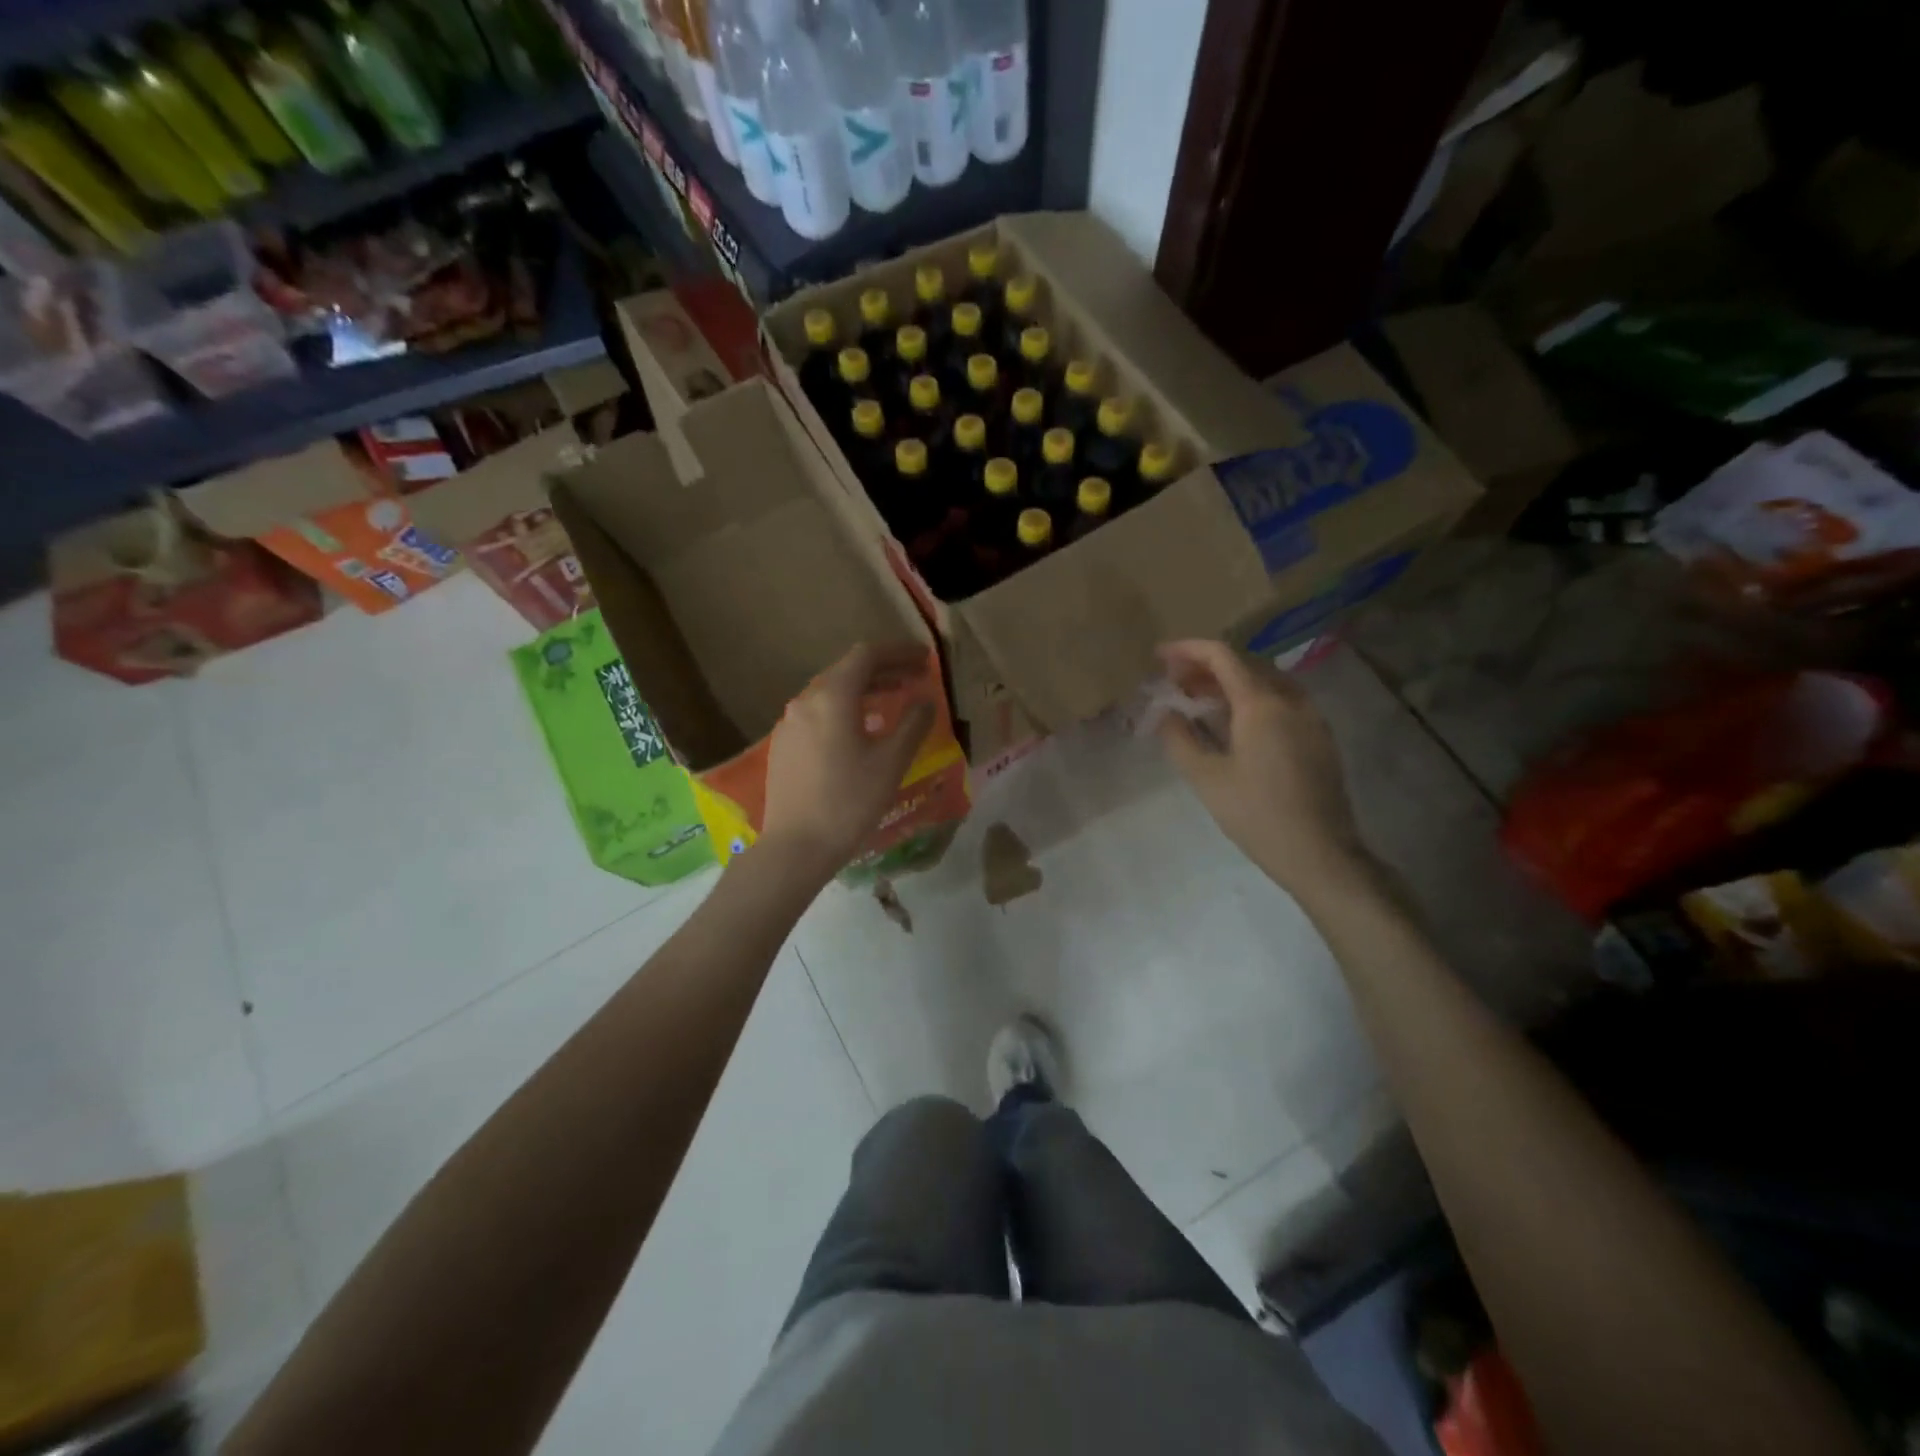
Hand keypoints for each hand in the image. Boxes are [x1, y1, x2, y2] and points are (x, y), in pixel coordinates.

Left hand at [761, 642, 937, 882]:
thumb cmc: (849, 802)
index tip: (925, 659)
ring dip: (865, 689)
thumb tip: (925, 701)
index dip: (899, 652)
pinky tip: (861, 729)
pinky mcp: (784, 744)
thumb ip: (913, 724)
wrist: (796, 846)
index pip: (867, 655)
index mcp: (832, 697)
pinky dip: (845, 708)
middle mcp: (806, 700)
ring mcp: (790, 723)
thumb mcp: (891, 763)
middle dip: (884, 669)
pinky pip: (819, 712)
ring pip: (831, 692)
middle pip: (848, 670)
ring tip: (893, 699)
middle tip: (915, 677)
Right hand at [1155, 640, 1372, 899]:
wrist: (1319, 852)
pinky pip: (1280, 701)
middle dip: (1206, 667)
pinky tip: (1232, 723)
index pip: (1222, 656)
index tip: (1159, 656)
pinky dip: (1250, 698)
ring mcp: (1310, 717)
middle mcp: (1291, 699)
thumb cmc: (1256, 814)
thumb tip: (1166, 713)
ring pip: (1265, 681)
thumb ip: (1179, 738)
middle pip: (1245, 663)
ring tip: (1199, 700)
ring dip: (1229, 682)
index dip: (1187, 650)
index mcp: (1261, 703)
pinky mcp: (1319, 736)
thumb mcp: (1205, 777)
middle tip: (1174, 682)